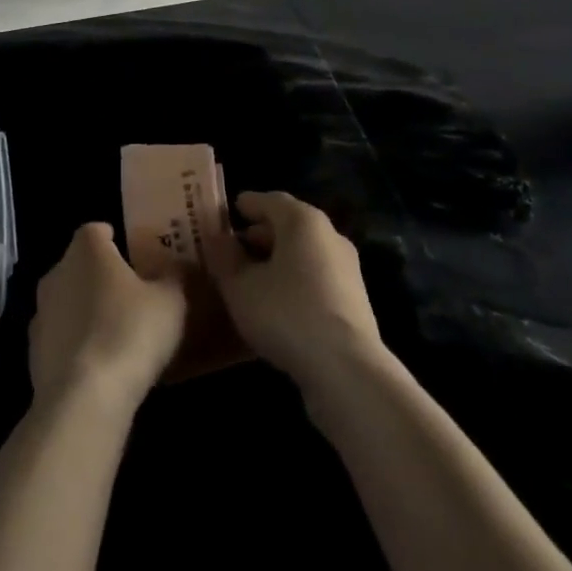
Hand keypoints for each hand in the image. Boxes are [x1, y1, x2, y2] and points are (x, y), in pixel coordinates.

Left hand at [29, 223, 186, 415]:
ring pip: (67, 302)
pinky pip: (60, 339)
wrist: (83, 399)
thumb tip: (178, 267)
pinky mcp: (33, 354)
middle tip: (130, 293)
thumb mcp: (171, 301)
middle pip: (79, 265)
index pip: (96, 230)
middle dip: (100, 276)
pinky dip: (75, 345)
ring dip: (85, 311)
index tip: (132, 254)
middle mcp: (57, 272)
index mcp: (87, 249)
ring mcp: (40, 314)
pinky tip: (98, 365)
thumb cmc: (130, 332)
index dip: (113, 239)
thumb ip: (175, 277)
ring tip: (115, 332)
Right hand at [206, 191, 383, 391]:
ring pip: (304, 253)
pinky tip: (277, 303)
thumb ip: (225, 258)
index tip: (230, 210)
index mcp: (303, 220)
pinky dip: (294, 280)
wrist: (347, 370)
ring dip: (278, 260)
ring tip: (251, 278)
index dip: (248, 204)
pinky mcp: (354, 300)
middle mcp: (329, 235)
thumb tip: (217, 238)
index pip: (270, 200)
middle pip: (290, 225)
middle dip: (261, 234)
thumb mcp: (241, 287)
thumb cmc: (287, 314)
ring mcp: (346, 268)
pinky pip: (316, 277)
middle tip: (235, 247)